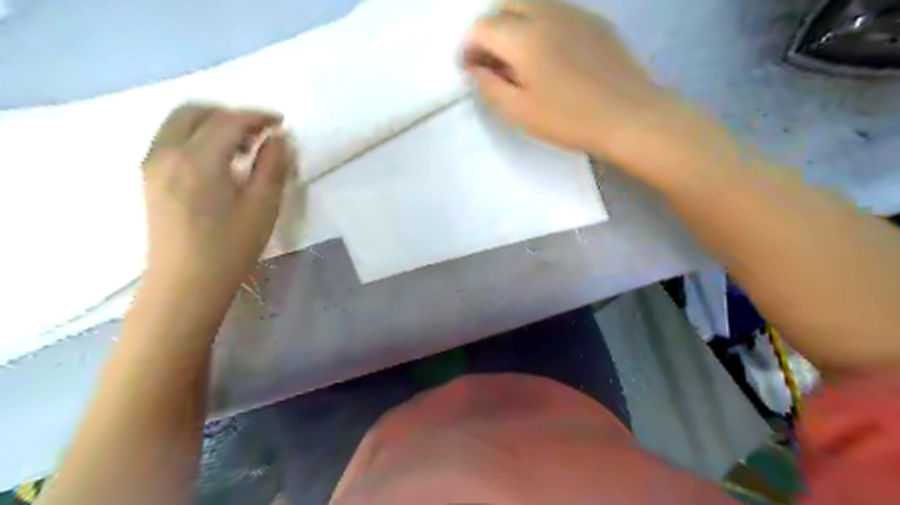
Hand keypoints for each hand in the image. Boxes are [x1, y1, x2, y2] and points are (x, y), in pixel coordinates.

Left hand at [140, 104, 287, 289]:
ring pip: (180, 123)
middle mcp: (166, 152)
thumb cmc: (230, 247)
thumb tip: (278, 139)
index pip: (228, 120)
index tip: (281, 122)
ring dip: (213, 123)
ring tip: (244, 146)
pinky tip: (220, 160)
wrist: (186, 283)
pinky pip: (172, 139)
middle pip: (195, 111)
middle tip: (260, 131)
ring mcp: (152, 163)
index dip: (257, 116)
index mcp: (197, 159)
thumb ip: (272, 166)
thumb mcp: (263, 206)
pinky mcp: (150, 177)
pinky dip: (197, 136)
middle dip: (231, 113)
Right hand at [467, 0, 686, 168]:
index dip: (469, 47)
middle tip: (492, 60)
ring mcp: (574, 12)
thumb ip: (489, 87)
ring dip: (514, 23)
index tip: (469, 69)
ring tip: (518, 58)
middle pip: (505, 2)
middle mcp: (547, 12)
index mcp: (524, 37)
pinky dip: (540, 24)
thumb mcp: (519, 112)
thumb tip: (476, 68)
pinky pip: (556, 11)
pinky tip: (549, 54)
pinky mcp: (594, 20)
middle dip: (490, 27)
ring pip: (532, 3)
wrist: (629, 115)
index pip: (482, 26)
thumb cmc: (569, 119)